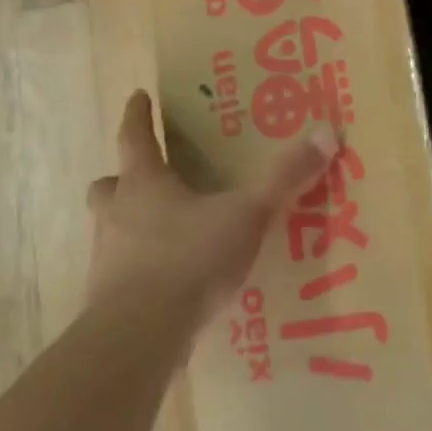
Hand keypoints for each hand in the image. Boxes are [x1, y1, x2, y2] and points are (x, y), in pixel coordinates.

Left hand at [87, 91, 337, 325]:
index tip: (137, 96)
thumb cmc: (190, 259)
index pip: (135, 137)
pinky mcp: (107, 297)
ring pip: (109, 227)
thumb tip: (326, 133)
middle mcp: (116, 214)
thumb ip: (284, 178)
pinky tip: (166, 279)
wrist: (140, 334)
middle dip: (124, 177)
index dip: (138, 114)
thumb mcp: (247, 215)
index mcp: (144, 183)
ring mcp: (105, 257)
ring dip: (128, 222)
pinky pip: (119, 269)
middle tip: (146, 176)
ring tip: (161, 230)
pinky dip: (137, 266)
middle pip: (110, 184)